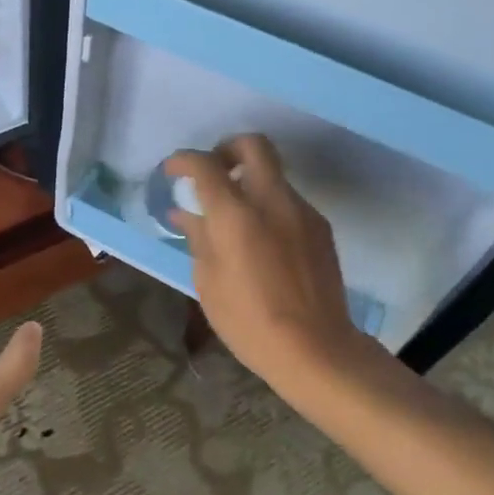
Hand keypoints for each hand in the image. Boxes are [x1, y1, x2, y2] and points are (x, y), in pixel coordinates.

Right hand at [166, 136, 363, 392]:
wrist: (316, 349)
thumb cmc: (249, 322)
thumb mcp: (208, 282)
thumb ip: (198, 237)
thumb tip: (185, 213)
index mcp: (235, 215)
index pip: (205, 164)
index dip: (184, 159)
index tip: (173, 170)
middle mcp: (271, 201)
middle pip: (253, 145)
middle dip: (227, 148)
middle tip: (213, 172)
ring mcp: (302, 211)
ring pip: (273, 174)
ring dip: (250, 182)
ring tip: (235, 217)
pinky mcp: (320, 227)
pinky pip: (288, 200)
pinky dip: (269, 206)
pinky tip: (262, 240)